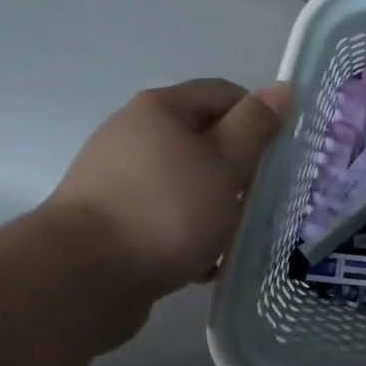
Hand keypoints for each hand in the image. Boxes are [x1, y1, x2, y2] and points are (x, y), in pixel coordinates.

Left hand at [43, 79, 289, 297]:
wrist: (83, 277)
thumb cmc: (167, 210)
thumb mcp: (225, 164)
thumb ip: (255, 126)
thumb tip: (282, 88)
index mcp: (160, 109)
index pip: (224, 94)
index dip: (259, 118)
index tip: (281, 156)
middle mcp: (133, 133)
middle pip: (204, 140)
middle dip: (238, 170)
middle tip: (262, 201)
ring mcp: (118, 177)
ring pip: (187, 182)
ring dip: (216, 206)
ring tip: (235, 238)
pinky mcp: (111, 218)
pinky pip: (164, 215)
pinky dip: (187, 232)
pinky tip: (204, 263)